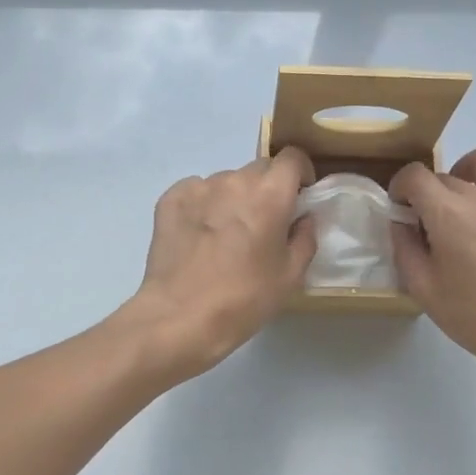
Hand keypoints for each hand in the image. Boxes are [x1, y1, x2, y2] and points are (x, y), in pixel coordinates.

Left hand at [124, 147, 317, 382]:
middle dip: (268, 188)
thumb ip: (305, 238)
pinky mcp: (170, 199)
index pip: (292, 157)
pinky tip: (200, 235)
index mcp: (269, 194)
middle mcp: (234, 180)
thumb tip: (304, 217)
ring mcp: (198, 187)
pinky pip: (196, 191)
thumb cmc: (243, 299)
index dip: (300, 171)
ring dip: (234, 198)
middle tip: (265, 222)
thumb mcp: (290, 276)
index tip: (300, 194)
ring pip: (227, 181)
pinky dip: (204, 205)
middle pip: (259, 169)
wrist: (179, 318)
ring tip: (227, 234)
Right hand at [389, 147, 475, 388]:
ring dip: (464, 174)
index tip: (400, 210)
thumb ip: (405, 248)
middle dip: (428, 193)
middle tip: (429, 227)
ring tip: (462, 204)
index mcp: (449, 214)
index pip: (415, 175)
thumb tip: (401, 222)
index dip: (400, 187)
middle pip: (444, 175)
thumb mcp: (425, 290)